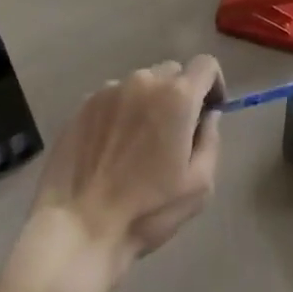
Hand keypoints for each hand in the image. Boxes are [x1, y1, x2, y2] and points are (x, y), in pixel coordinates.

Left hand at [25, 57, 223, 286]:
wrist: (79, 226)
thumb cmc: (147, 210)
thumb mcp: (199, 186)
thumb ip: (210, 140)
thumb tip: (207, 116)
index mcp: (177, 97)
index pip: (206, 65)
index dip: (213, 84)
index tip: (209, 111)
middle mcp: (144, 81)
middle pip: (173, 73)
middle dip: (180, 96)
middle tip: (173, 134)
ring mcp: (110, 89)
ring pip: (141, 84)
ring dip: (148, 103)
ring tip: (138, 144)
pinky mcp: (84, 103)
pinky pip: (114, 97)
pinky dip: (121, 112)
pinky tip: (112, 147)